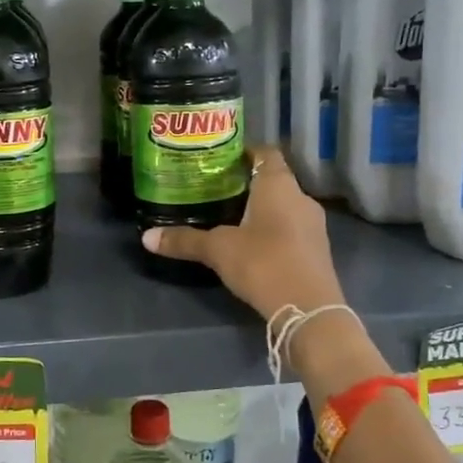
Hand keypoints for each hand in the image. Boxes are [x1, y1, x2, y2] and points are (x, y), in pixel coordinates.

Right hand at [140, 146, 344, 319]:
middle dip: (247, 184)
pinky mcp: (316, 251)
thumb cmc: (263, 263)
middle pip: (273, 180)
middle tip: (216, 190)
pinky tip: (251, 246)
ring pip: (283, 206)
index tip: (220, 160)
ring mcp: (313, 225)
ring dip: (261, 210)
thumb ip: (185, 240)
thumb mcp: (218, 250)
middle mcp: (301, 198)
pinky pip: (291, 229)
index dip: (244, 152)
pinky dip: (272, 231)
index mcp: (279, 184)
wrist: (308, 310)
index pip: (265, 152)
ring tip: (229, 218)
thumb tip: (146, 237)